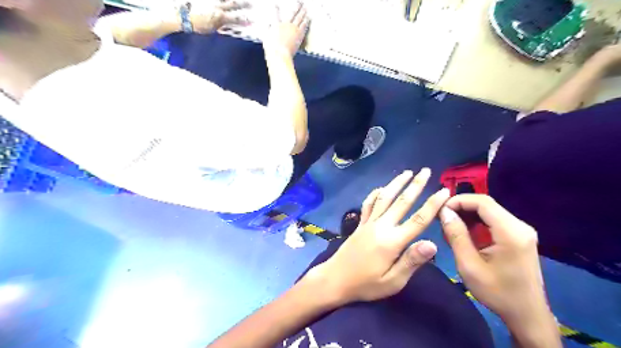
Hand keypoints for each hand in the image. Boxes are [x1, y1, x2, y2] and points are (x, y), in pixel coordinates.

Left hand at [190, 0, 248, 33]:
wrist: (182, 15)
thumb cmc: (196, 25)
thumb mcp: (211, 29)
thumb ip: (220, 25)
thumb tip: (227, 23)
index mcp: (220, 16)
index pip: (236, 18)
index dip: (245, 19)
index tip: (252, 20)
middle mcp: (218, 6)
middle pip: (233, 4)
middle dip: (243, 4)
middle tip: (250, 4)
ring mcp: (212, 0)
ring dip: (233, 0)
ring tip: (239, 1)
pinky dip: (222, 0)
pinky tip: (225, 0)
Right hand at [264, 0, 309, 55]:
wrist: (280, 54)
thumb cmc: (272, 49)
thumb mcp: (266, 39)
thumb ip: (267, 30)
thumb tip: (267, 25)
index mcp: (276, 25)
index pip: (276, 15)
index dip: (276, 9)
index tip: (276, 5)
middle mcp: (286, 25)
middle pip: (291, 14)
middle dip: (295, 8)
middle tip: (299, 4)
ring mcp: (294, 29)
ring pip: (299, 18)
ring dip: (303, 13)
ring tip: (305, 10)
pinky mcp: (299, 35)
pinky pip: (304, 26)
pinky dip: (306, 21)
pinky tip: (308, 19)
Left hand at [306, 169, 449, 304]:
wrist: (335, 279)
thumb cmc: (366, 284)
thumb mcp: (392, 281)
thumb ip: (411, 261)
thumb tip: (433, 244)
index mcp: (392, 241)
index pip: (418, 219)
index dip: (433, 204)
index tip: (444, 190)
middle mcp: (381, 226)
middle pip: (401, 202)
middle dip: (415, 185)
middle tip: (426, 171)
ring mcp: (368, 223)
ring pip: (384, 198)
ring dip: (396, 184)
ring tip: (406, 172)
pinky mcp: (360, 224)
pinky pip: (368, 204)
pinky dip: (375, 194)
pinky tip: (380, 188)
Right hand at [438, 194, 560, 346]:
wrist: (526, 314)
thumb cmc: (497, 292)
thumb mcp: (469, 265)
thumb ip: (456, 235)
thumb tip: (444, 211)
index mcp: (511, 232)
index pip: (483, 202)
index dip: (459, 200)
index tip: (440, 210)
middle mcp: (520, 226)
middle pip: (486, 205)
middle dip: (461, 207)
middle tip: (441, 218)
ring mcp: (521, 231)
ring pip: (489, 211)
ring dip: (467, 214)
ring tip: (449, 226)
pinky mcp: (519, 236)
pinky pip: (494, 221)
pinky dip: (476, 222)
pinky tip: (464, 233)